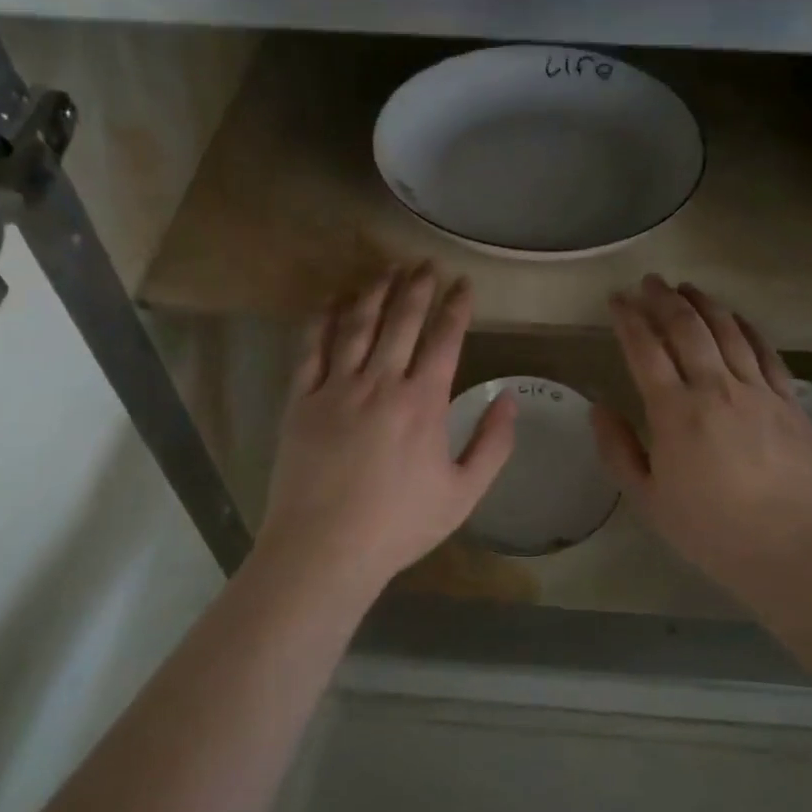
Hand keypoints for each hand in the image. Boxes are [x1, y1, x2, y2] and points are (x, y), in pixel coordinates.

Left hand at [260, 264, 515, 592]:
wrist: (324, 549)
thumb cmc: (399, 525)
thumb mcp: (463, 494)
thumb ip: (492, 444)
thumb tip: (509, 398)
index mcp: (423, 403)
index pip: (445, 339)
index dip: (457, 306)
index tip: (463, 283)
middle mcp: (381, 383)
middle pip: (402, 320)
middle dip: (418, 286)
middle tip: (426, 262)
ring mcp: (337, 387)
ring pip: (358, 324)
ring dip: (375, 291)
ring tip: (387, 268)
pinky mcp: (302, 399)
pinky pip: (312, 347)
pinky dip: (324, 318)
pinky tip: (334, 299)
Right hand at [593, 277, 811, 614]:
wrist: (794, 551)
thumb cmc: (712, 531)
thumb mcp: (648, 501)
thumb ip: (618, 450)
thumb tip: (599, 408)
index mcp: (674, 412)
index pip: (645, 349)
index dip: (628, 319)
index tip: (616, 299)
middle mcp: (715, 388)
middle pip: (686, 327)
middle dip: (663, 298)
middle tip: (648, 282)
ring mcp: (758, 390)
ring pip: (727, 330)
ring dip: (703, 303)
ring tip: (686, 287)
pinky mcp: (790, 400)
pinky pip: (766, 350)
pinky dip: (747, 326)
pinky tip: (736, 316)